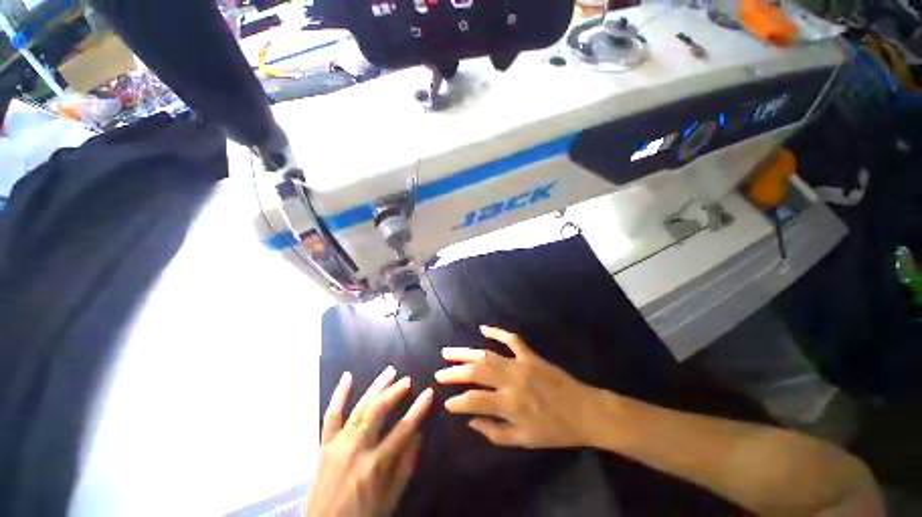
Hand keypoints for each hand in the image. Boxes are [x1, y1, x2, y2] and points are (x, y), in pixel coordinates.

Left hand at [306, 366, 433, 516]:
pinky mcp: (325, 446)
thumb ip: (405, 465)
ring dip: (376, 387)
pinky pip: (330, 416)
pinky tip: (348, 376)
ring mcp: (338, 445)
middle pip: (378, 411)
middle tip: (407, 380)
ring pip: (359, 408)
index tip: (429, 392)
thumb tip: (418, 434)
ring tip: (390, 371)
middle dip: (395, 392)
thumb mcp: (390, 498)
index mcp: (375, 466)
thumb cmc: (363, 516)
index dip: (418, 409)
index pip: (403, 429)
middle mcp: (356, 449)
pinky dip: (339, 395)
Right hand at [434, 325, 600, 448]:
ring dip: (466, 353)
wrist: (584, 411)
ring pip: (487, 354)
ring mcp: (520, 363)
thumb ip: (494, 432)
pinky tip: (482, 328)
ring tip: (448, 353)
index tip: (446, 403)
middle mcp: (511, 380)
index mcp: (510, 405)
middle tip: (439, 373)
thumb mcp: (524, 441)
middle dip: (454, 372)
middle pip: (476, 372)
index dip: (457, 402)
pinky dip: (496, 332)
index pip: (474, 401)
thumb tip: (470, 421)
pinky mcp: (530, 354)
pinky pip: (511, 339)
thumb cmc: (554, 430)